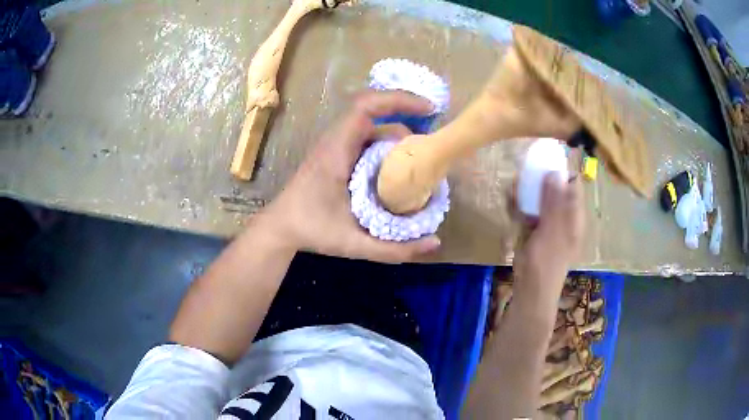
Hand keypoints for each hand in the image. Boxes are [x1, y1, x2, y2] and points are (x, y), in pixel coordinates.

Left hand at [258, 91, 441, 262]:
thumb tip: (435, 243)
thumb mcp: (354, 245)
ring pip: (372, 128)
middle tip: (431, 147)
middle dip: (407, 122)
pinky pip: (367, 140)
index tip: (428, 108)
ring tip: (423, 157)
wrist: (280, 228)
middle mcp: (336, 141)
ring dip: (398, 136)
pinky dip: (388, 146)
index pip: (365, 108)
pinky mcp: (338, 154)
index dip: (398, 99)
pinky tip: (401, 167)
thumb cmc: (311, 231)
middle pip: (375, 116)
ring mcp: (336, 146)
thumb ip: (395, 250)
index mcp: (336, 151)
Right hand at [513, 174, 583, 297]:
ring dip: (527, 191)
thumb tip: (555, 172)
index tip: (544, 159)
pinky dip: (519, 206)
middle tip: (524, 172)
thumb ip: (554, 202)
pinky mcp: (534, 230)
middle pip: (555, 188)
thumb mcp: (552, 231)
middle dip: (539, 179)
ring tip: (513, 187)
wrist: (531, 289)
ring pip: (540, 198)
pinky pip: (529, 211)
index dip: (561, 170)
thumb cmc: (546, 262)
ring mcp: (548, 223)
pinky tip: (509, 201)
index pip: (573, 184)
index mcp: (574, 215)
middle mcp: (563, 216)